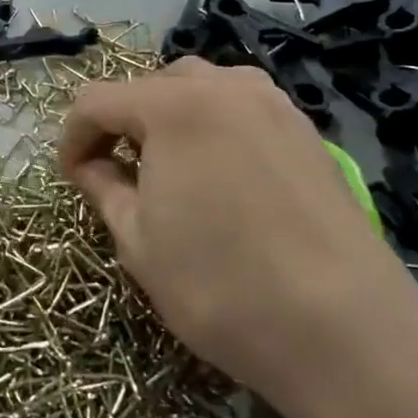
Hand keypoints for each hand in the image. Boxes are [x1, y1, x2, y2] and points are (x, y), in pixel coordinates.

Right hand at [59, 58, 417, 417]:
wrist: (345, 331)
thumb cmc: (220, 285)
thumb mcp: (137, 241)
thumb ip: (104, 188)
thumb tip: (92, 167)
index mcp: (172, 105)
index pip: (97, 101)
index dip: (73, 138)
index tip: (72, 178)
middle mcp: (224, 86)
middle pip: (151, 86)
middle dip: (123, 122)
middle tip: (119, 173)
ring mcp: (273, 105)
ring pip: (201, 89)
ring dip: (170, 118)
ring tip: (169, 168)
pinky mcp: (308, 131)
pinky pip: (243, 108)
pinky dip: (215, 127)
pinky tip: (220, 175)